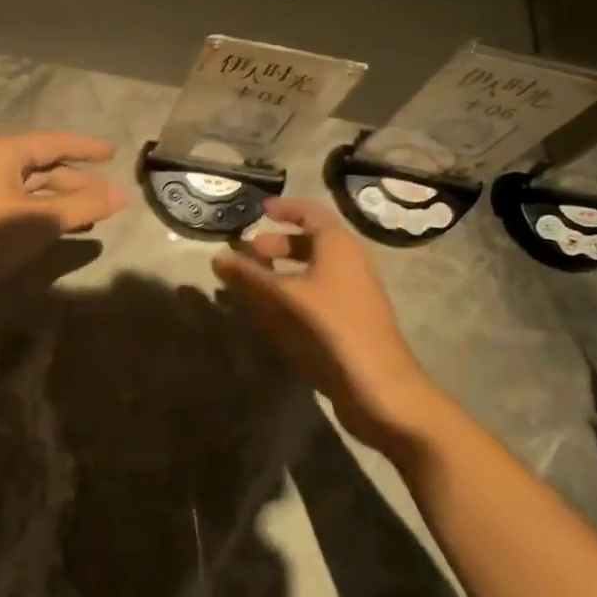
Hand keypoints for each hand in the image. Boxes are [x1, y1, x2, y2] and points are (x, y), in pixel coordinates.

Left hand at [0, 132, 126, 310]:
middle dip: (79, 180)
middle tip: (110, 195)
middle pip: (44, 166)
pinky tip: (64, 228)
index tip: (114, 153)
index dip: (86, 148)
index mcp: (4, 152)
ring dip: (64, 200)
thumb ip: (82, 206)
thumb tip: (122, 196)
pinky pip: (22, 206)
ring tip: (94, 214)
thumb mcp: (39, 220)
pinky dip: (45, 213)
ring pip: (33, 189)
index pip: (54, 142)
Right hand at [214, 197, 452, 454]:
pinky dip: (289, 294)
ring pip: (311, 271)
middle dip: (278, 243)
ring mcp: (349, 295)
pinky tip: (267, 312)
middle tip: (248, 251)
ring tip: (250, 282)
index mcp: (339, 247)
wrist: (379, 387)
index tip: (259, 210)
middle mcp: (348, 264)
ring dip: (281, 271)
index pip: (312, 213)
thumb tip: (217, 257)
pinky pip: (313, 296)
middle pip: (311, 242)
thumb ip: (250, 276)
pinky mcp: (346, 322)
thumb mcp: (285, 297)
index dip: (286, 209)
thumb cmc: (332, 328)